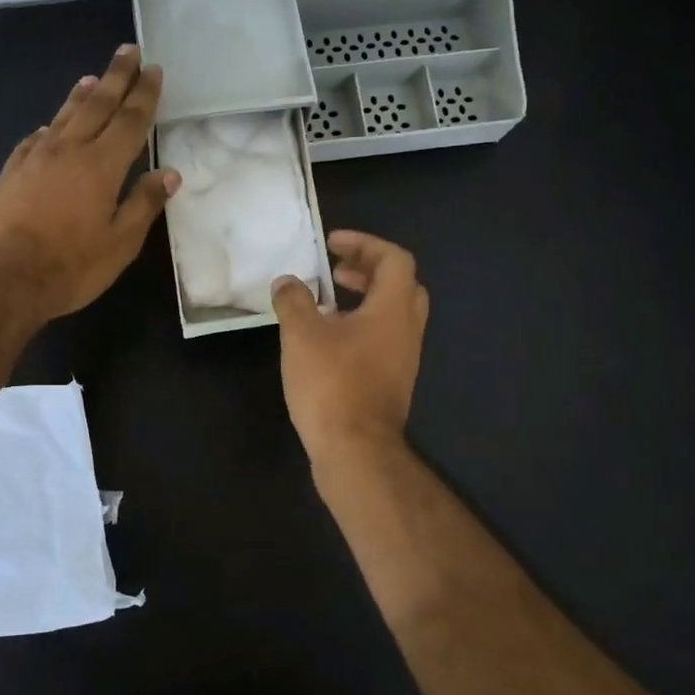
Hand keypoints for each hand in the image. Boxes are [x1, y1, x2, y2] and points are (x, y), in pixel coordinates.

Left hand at [0, 43, 178, 323]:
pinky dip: (49, 128)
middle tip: (128, 51)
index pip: (130, 120)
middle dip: (116, 77)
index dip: (144, 94)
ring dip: (81, 95)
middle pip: (97, 105)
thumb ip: (144, 204)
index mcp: (102, 166)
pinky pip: (34, 140)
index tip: (153, 69)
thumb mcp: (121, 243)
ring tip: (92, 77)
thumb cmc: (72, 266)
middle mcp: (69, 151)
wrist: (4, 279)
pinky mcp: (11, 173)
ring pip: (63, 117)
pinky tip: (48, 127)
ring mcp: (35, 159)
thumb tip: (170, 174)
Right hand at [271, 230, 428, 465]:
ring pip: (392, 314)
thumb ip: (293, 300)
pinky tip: (327, 341)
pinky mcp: (392, 382)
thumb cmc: (332, 384)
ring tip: (325, 304)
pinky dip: (361, 326)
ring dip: (363, 299)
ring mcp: (403, 358)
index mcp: (394, 309)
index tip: (331, 245)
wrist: (356, 450)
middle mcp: (407, 330)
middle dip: (367, 270)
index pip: (394, 259)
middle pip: (400, 284)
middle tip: (335, 271)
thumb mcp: (301, 334)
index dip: (364, 244)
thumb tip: (287, 282)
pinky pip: (383, 338)